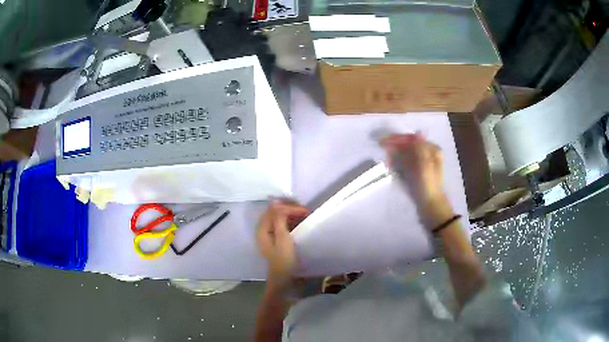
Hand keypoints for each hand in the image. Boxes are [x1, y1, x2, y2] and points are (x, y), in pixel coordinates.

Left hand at [256, 201, 308, 282]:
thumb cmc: (283, 259)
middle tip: (306, 212)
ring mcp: (269, 235)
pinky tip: (300, 223)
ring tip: (305, 216)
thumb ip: (279, 219)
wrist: (284, 279)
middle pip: (275, 213)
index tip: (305, 211)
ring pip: (279, 218)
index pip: (274, 210)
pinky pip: (282, 225)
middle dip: (290, 209)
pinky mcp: (276, 240)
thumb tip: (276, 202)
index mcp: (262, 229)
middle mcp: (263, 230)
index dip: (288, 208)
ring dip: (291, 215)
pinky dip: (291, 222)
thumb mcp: (283, 238)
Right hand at [381, 133, 443, 202]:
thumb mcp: (425, 164)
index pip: (413, 139)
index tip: (384, 140)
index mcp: (432, 150)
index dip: (399, 139)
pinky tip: (390, 163)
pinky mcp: (416, 173)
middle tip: (381, 146)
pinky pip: (405, 163)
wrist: (430, 205)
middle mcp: (428, 154)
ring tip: (385, 156)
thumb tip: (415, 133)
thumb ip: (419, 148)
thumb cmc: (428, 184)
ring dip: (395, 153)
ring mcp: (422, 164)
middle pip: (409, 146)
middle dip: (396, 146)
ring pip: (406, 154)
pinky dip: (397, 162)